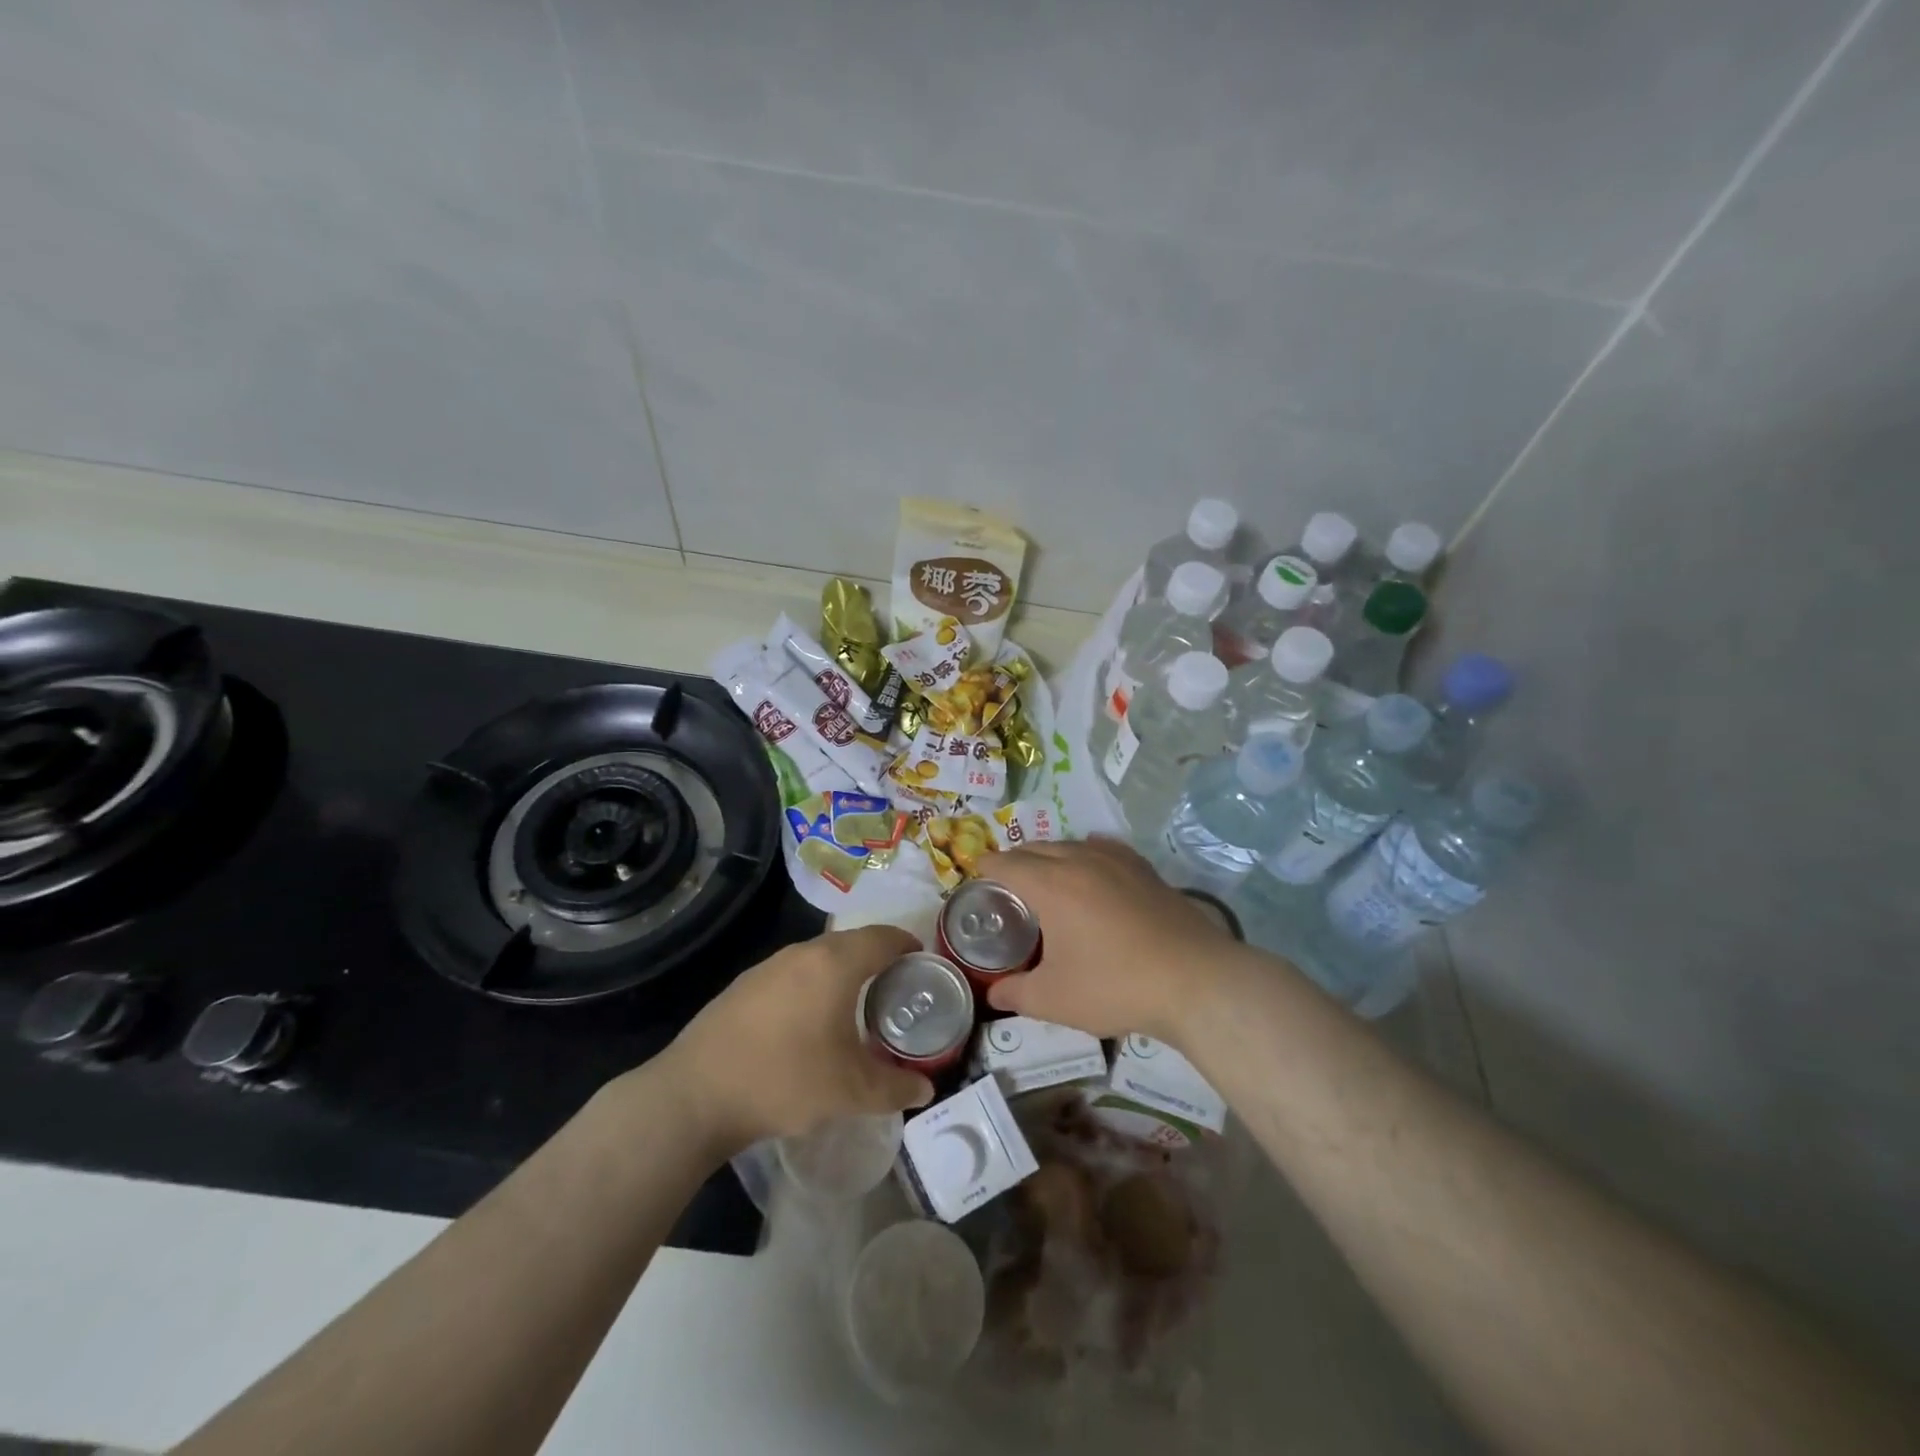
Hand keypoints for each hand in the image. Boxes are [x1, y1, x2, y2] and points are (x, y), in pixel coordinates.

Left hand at [658, 924, 935, 1153]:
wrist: (696, 1094)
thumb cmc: (784, 1080)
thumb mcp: (849, 1092)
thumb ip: (894, 1088)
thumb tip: (925, 1089)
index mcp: (835, 964)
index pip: (882, 937)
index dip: (906, 943)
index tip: (922, 959)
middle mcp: (803, 953)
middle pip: (851, 941)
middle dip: (877, 956)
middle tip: (895, 983)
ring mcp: (769, 966)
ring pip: (819, 955)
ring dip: (843, 969)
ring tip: (856, 1000)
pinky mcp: (744, 985)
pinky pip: (793, 972)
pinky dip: (813, 982)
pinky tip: (809, 1018)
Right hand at [979, 838, 1241, 1041]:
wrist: (1193, 980)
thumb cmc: (1115, 986)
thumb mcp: (1054, 999)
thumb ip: (1016, 993)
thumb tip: (994, 994)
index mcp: (1050, 884)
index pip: (1007, 863)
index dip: (986, 867)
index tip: (976, 875)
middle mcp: (1080, 861)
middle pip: (1037, 848)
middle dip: (1016, 860)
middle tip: (1006, 882)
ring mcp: (1116, 861)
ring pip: (1071, 845)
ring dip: (1050, 855)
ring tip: (1046, 877)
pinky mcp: (1145, 869)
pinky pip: (1104, 848)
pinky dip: (1086, 853)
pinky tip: (1092, 868)